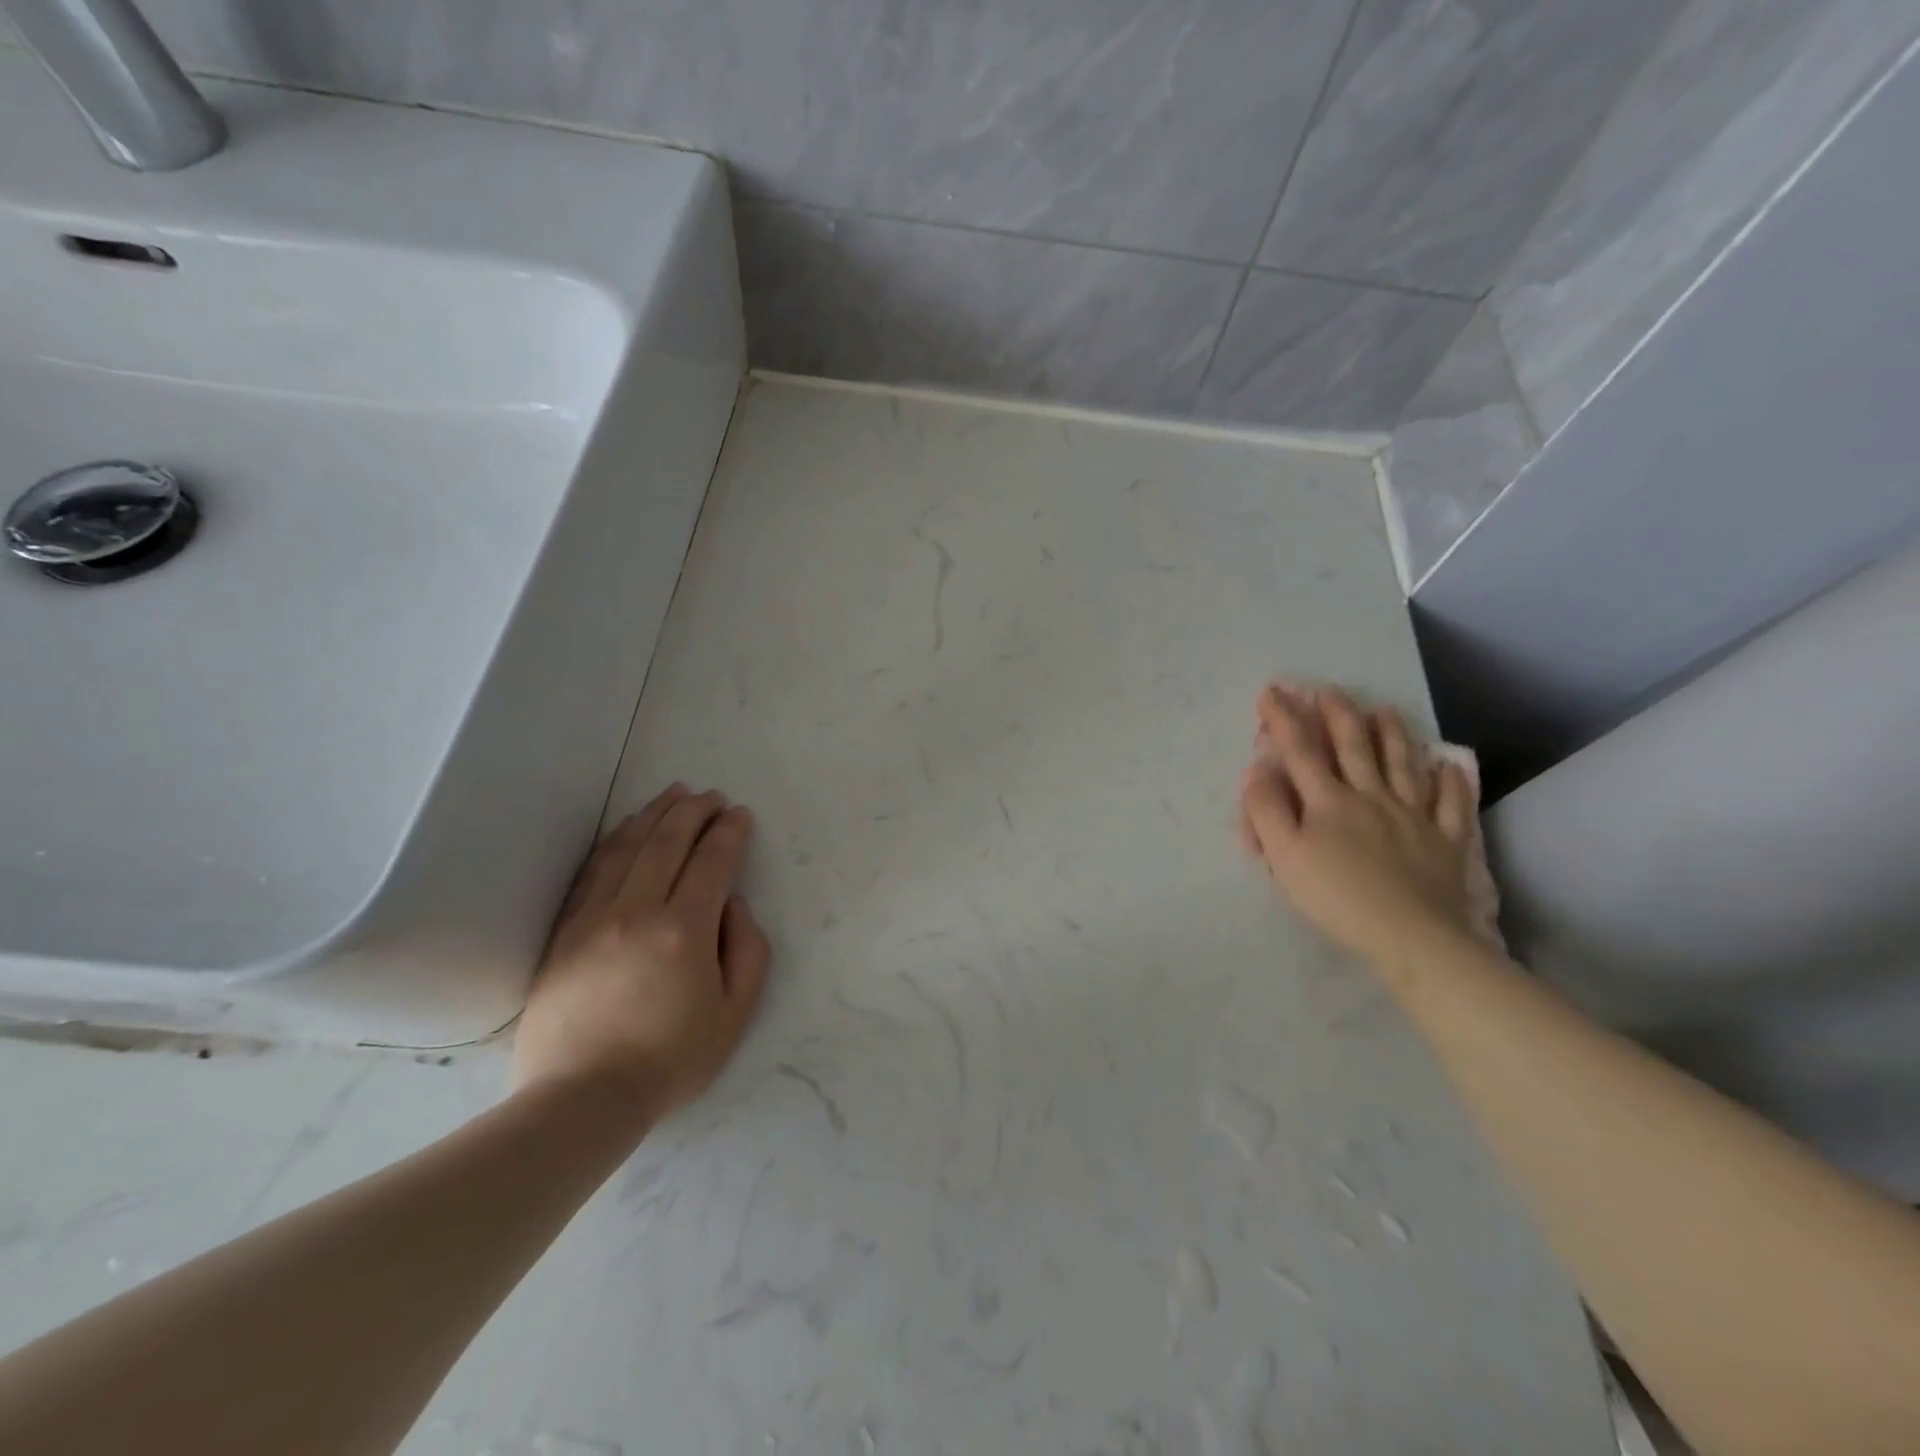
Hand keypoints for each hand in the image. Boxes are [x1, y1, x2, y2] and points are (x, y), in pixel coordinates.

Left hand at [512, 785, 771, 1117]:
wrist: (581, 1098)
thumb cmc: (670, 1060)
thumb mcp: (736, 1012)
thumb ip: (749, 950)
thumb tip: (734, 905)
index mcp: (685, 930)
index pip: (712, 861)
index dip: (730, 832)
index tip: (740, 814)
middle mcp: (638, 910)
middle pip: (667, 841)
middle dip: (694, 811)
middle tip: (712, 796)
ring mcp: (594, 917)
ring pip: (626, 847)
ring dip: (654, 814)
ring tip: (673, 794)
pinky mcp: (565, 931)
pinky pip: (592, 870)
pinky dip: (614, 840)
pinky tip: (626, 828)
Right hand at [1239, 684, 1482, 972]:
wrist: (1411, 936)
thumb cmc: (1337, 897)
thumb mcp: (1284, 856)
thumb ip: (1266, 810)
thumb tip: (1259, 768)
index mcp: (1328, 801)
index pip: (1301, 750)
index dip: (1285, 718)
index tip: (1272, 691)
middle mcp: (1371, 796)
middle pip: (1354, 747)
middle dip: (1338, 715)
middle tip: (1329, 690)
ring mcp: (1414, 816)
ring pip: (1402, 765)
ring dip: (1392, 734)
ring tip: (1385, 709)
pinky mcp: (1446, 841)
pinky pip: (1451, 804)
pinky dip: (1450, 781)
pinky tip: (1449, 764)